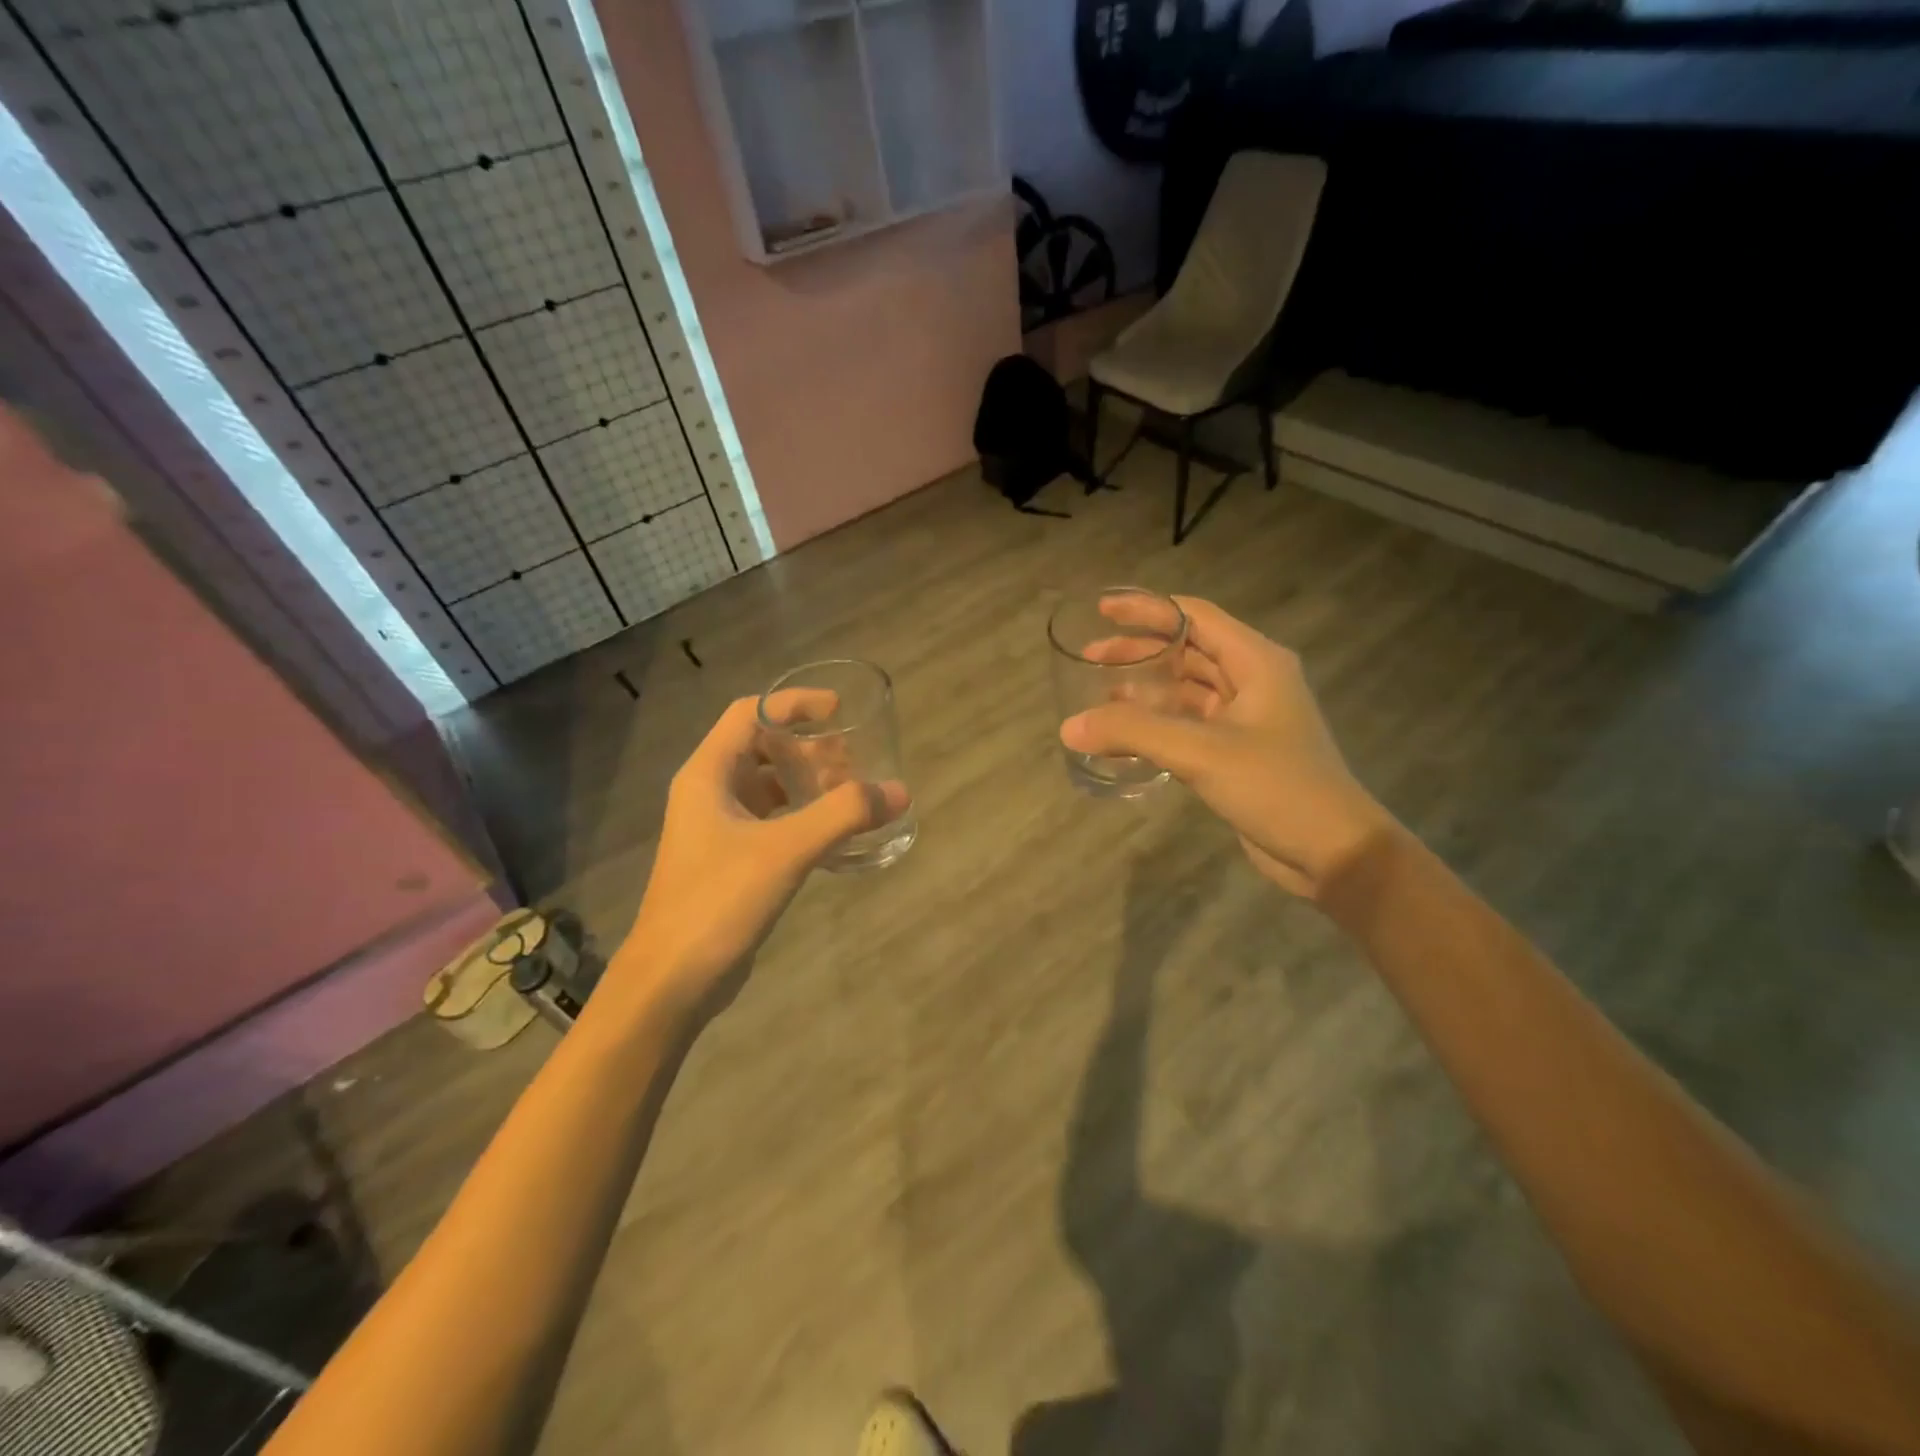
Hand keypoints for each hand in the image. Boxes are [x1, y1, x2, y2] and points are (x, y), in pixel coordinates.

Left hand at [615, 697, 907, 1008]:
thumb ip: (843, 815)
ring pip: (767, 787)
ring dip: (807, 784)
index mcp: (708, 774)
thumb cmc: (719, 901)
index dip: (794, 704)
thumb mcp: (785, 850)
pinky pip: (771, 821)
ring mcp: (716, 829)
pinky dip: (802, 817)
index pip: (750, 713)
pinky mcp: (728, 861)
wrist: (672, 980)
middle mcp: (708, 793)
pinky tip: (834, 836)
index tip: (839, 711)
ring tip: (850, 796)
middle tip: (854, 763)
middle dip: (809, 749)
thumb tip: (899, 791)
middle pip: (762, 748)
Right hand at [1061, 596, 1390, 897]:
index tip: (1102, 609)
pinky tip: (1122, 737)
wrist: (1333, 852)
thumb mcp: (1202, 752)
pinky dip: (1155, 726)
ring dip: (1144, 691)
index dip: (1147, 609)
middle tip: (1090, 657)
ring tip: (1097, 696)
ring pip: (1185, 691)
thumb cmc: (1277, 787)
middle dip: (1138, 652)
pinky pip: (1187, 726)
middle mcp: (1252, 681)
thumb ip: (1133, 733)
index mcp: (1256, 662)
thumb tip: (1068, 726)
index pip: (1194, 616)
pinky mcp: (1236, 753)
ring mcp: (1246, 719)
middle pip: (1186, 651)